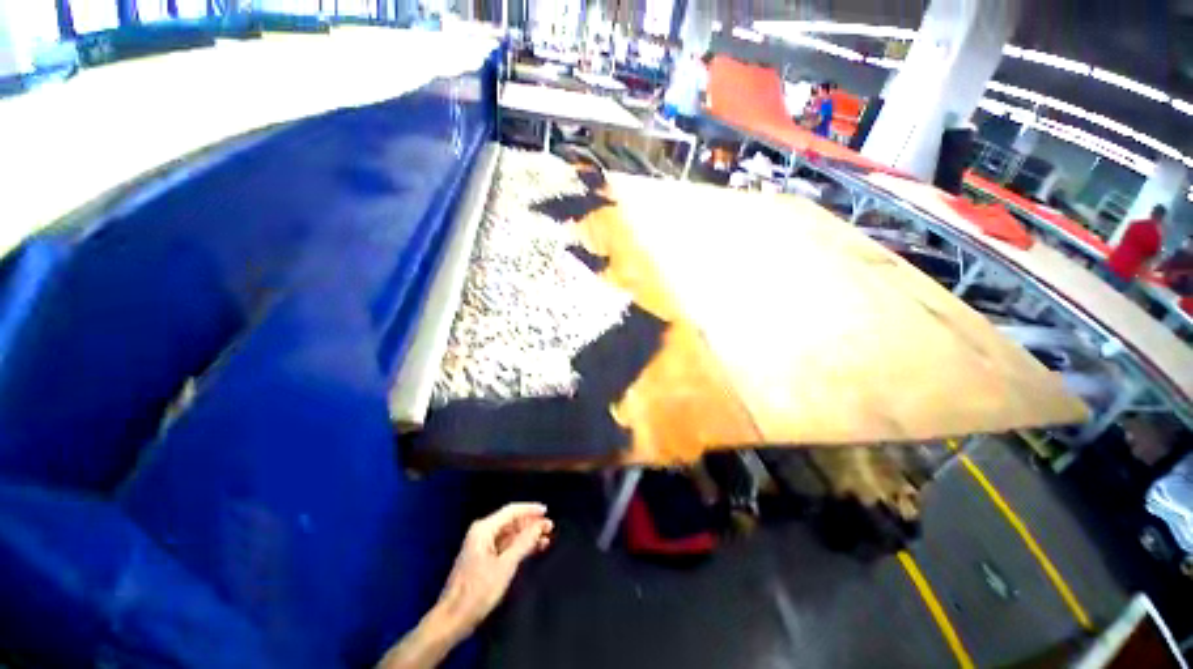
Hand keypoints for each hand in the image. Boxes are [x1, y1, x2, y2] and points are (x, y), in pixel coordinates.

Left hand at [435, 503, 552, 635]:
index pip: (511, 511)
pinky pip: (505, 545)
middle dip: (531, 524)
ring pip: (510, 534)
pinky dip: (519, 546)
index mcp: (484, 529)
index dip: (530, 509)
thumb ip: (524, 542)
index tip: (547, 512)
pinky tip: (533, 550)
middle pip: (511, 521)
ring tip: (546, 539)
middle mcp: (482, 532)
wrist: (452, 619)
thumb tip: (540, 525)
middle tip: (550, 528)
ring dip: (527, 536)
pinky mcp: (483, 558)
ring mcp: (481, 545)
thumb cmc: (477, 591)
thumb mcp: (505, 566)